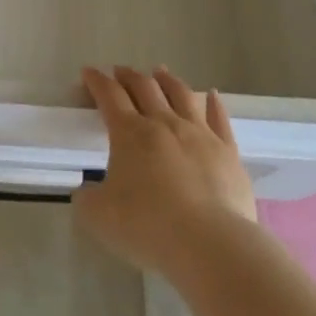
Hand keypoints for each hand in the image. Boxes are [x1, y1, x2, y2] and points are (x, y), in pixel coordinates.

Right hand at [73, 65, 258, 274]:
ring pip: (181, 95)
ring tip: (159, 72)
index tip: (88, 72)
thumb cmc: (147, 226)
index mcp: (129, 133)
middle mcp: (163, 123)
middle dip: (129, 76)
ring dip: (167, 80)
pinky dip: (214, 103)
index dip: (96, 81)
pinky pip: (219, 119)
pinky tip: (212, 95)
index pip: (109, 95)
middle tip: (120, 71)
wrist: (210, 244)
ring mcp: (199, 134)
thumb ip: (87, 198)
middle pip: (144, 88)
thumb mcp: (99, 216)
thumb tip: (87, 191)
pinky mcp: (227, 151)